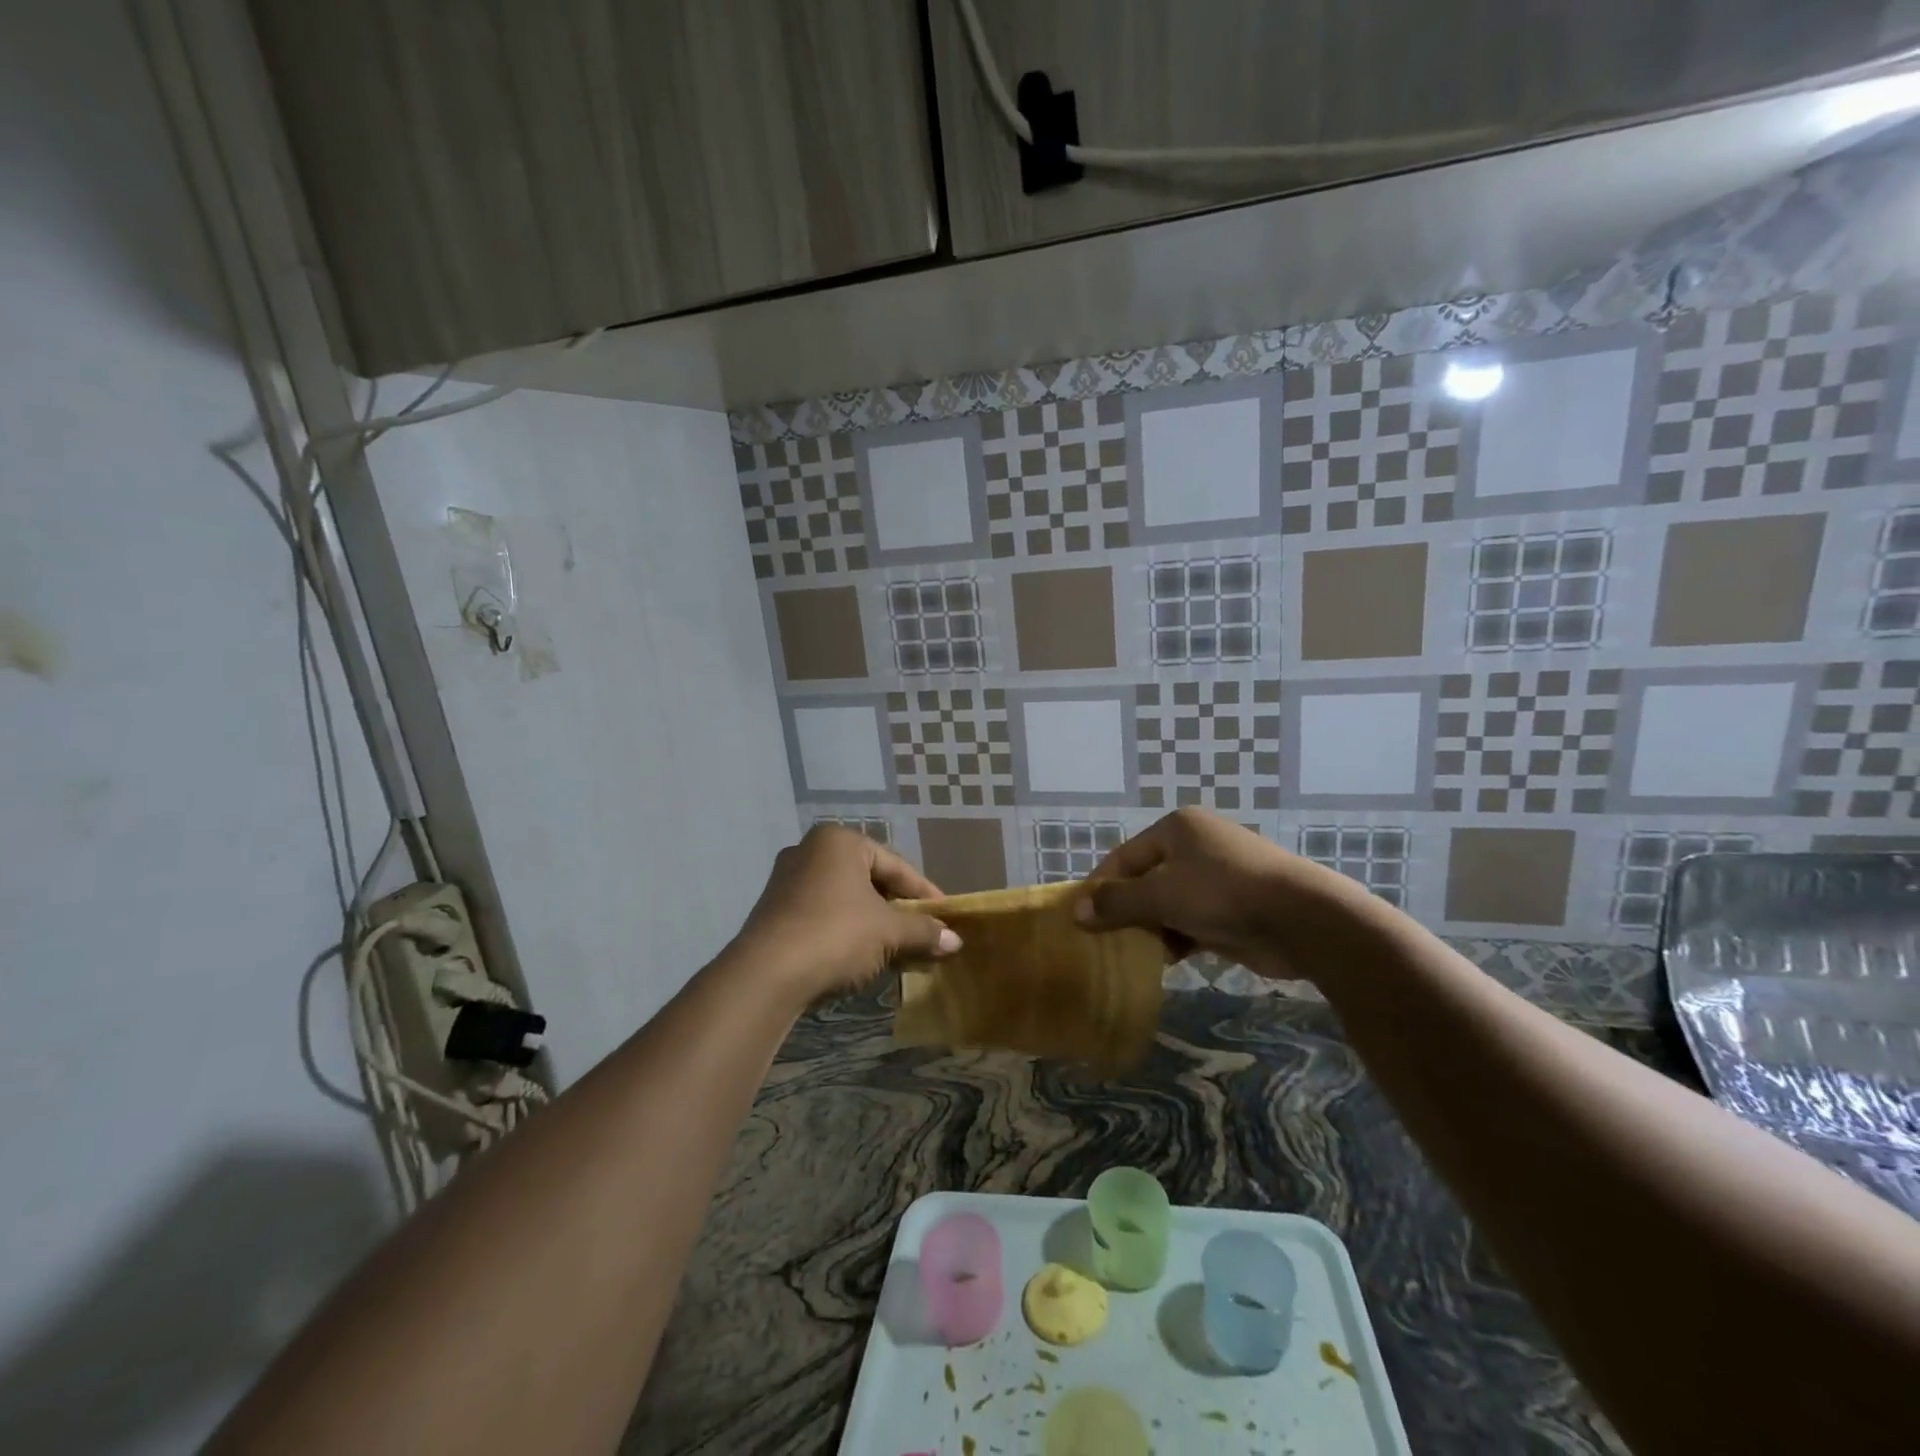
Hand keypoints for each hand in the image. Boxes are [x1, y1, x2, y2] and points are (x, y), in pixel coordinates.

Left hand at [732, 825, 961, 1003]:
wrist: (766, 975)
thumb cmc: (835, 934)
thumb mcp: (888, 932)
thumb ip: (923, 931)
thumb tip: (955, 941)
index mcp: (839, 841)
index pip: (896, 866)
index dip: (925, 894)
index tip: (947, 917)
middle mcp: (810, 850)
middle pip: (870, 880)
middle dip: (899, 910)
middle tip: (924, 933)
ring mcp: (787, 880)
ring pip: (846, 899)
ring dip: (875, 924)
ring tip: (899, 949)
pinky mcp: (774, 911)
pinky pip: (824, 914)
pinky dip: (848, 931)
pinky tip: (864, 957)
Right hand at [1076, 808, 1369, 977]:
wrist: (1301, 919)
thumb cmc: (1222, 894)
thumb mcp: (1161, 896)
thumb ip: (1118, 903)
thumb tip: (1077, 912)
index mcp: (1176, 829)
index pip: (1124, 857)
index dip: (1101, 887)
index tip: (1081, 918)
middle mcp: (1195, 846)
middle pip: (1145, 879)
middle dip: (1126, 910)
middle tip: (1104, 940)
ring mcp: (1217, 876)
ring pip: (1168, 902)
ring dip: (1152, 927)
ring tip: (1134, 953)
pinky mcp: (1233, 907)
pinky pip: (1192, 920)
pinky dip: (1178, 937)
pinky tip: (1168, 959)